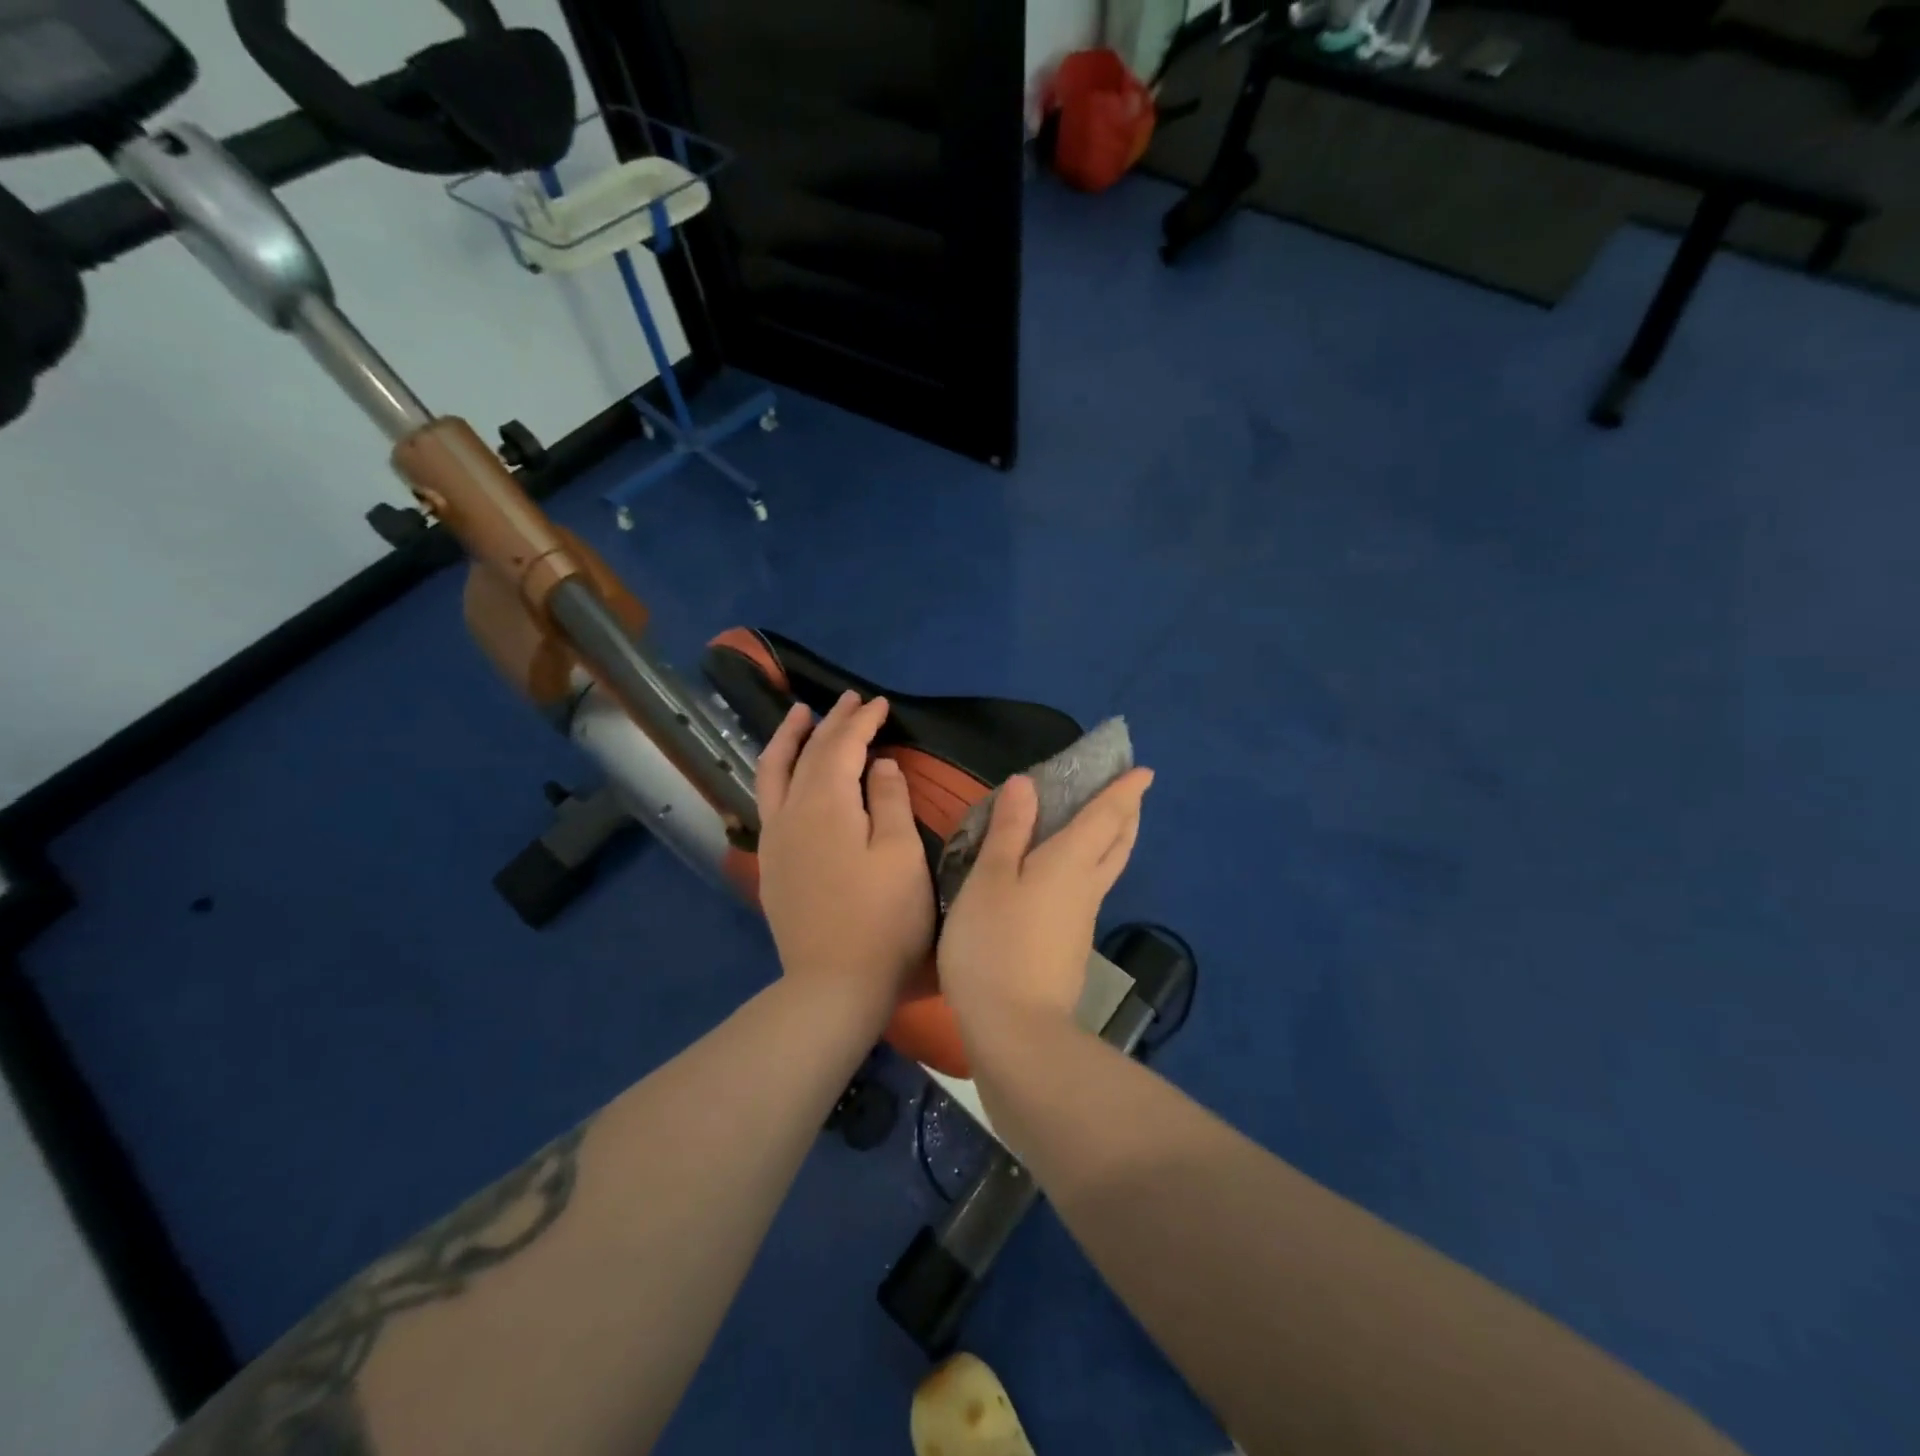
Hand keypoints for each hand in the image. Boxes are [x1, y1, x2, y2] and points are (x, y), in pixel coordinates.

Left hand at [756, 692, 934, 1016]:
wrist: (834, 984)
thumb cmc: (883, 919)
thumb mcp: (901, 854)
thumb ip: (889, 801)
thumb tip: (878, 765)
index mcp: (826, 804)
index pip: (842, 746)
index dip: (861, 721)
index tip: (879, 703)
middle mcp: (791, 812)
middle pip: (808, 754)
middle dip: (830, 722)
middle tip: (849, 699)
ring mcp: (775, 839)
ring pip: (773, 773)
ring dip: (788, 739)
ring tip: (798, 716)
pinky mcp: (771, 863)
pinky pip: (768, 800)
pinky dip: (777, 773)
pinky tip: (786, 775)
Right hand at [938, 767, 1153, 1031]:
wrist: (1016, 1031)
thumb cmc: (995, 944)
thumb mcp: (989, 879)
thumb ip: (1008, 831)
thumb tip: (1027, 783)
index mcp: (1071, 862)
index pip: (1106, 816)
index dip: (1125, 790)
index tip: (1145, 771)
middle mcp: (1086, 887)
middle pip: (1118, 844)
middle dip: (1128, 815)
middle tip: (1131, 794)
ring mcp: (1082, 921)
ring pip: (1107, 869)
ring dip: (1112, 841)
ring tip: (1101, 825)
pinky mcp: (1070, 947)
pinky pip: (1088, 891)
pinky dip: (1089, 868)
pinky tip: (1066, 875)